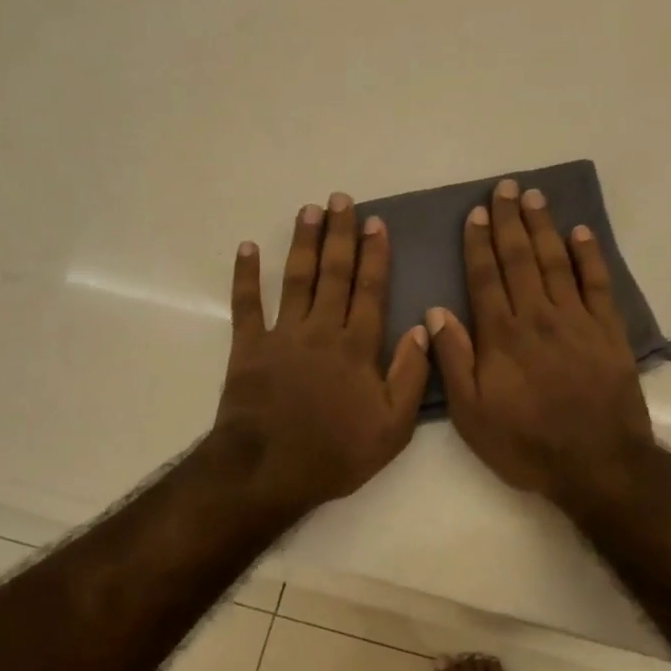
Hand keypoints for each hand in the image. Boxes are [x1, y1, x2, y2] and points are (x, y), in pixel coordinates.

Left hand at [212, 193, 430, 516]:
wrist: (268, 470)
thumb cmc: (336, 452)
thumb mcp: (393, 427)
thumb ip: (411, 376)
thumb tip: (424, 329)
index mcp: (357, 347)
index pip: (371, 290)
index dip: (375, 255)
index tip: (375, 223)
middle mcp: (321, 330)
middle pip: (334, 273)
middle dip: (340, 234)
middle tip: (341, 199)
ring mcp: (282, 335)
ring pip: (296, 279)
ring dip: (303, 242)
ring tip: (309, 210)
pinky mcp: (248, 348)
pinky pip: (246, 305)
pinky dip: (246, 276)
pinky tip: (247, 248)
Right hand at [428, 179, 655, 507]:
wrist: (596, 463)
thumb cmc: (526, 444)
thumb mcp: (472, 414)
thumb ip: (453, 361)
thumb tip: (434, 313)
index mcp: (502, 336)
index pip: (486, 277)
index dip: (479, 243)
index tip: (476, 213)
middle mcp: (538, 317)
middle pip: (521, 259)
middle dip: (510, 221)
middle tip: (506, 187)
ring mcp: (577, 321)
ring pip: (556, 262)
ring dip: (544, 227)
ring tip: (535, 197)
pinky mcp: (608, 331)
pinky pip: (598, 283)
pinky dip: (589, 255)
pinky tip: (580, 232)